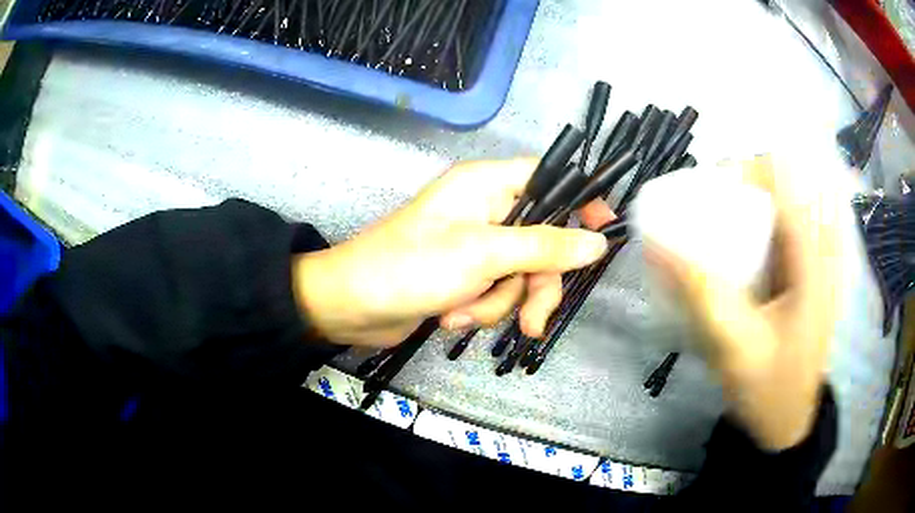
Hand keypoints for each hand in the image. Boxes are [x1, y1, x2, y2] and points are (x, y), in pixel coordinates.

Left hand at [292, 159, 614, 347]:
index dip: (580, 201)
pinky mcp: (464, 276)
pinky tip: (450, 317)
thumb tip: (597, 243)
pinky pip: (495, 293)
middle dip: (534, 285)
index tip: (605, 231)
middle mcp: (485, 210)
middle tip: (532, 319)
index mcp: (488, 184)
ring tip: (463, 313)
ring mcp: (475, 246)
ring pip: (519, 275)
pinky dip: (478, 310)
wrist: (351, 306)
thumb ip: (545, 247)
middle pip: (541, 242)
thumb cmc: (411, 266)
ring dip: (498, 303)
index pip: (550, 179)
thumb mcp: (485, 254)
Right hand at [649, 155, 844, 449]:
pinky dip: (758, 233)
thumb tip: (656, 243)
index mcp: (810, 260)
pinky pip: (780, 241)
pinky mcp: (801, 286)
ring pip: (781, 216)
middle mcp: (815, 254)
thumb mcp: (735, 345)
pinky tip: (736, 250)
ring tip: (716, 221)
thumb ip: (699, 293)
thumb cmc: (769, 388)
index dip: (746, 169)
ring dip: (750, 209)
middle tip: (708, 203)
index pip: (783, 186)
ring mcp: (811, 270)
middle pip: (783, 194)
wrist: (786, 425)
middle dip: (745, 187)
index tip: (709, 179)